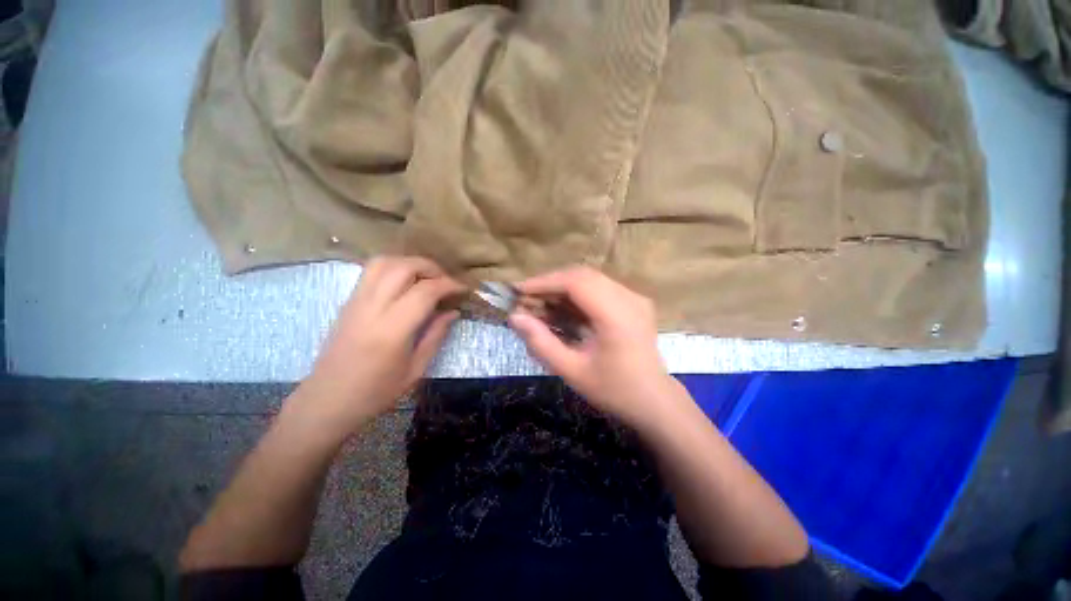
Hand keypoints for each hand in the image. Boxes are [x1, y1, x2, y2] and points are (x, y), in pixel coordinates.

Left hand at [297, 256, 464, 430]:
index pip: (425, 291)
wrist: (327, 400)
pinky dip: (394, 267)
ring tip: (427, 278)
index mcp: (392, 329)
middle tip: (447, 282)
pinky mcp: (348, 301)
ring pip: (384, 262)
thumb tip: (453, 312)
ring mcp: (356, 301)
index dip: (449, 285)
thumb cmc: (376, 392)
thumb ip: (436, 335)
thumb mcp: (415, 369)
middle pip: (404, 267)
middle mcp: (372, 308)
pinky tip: (405, 283)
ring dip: (410, 263)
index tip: (464, 289)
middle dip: (431, 268)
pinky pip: (371, 271)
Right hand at [508, 266, 677, 428]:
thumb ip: (541, 343)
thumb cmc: (613, 390)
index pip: (576, 282)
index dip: (545, 282)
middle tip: (527, 298)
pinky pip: (601, 287)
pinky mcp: (635, 302)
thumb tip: (515, 317)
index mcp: (616, 315)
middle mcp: (629, 298)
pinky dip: (578, 293)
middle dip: (551, 283)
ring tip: (541, 303)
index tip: (519, 290)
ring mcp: (635, 298)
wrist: (654, 401)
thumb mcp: (572, 371)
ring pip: (591, 279)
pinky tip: (564, 308)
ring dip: (563, 287)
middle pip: (583, 275)